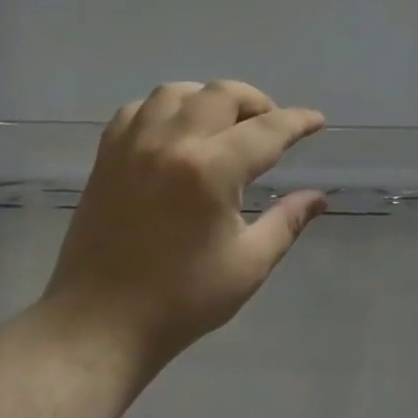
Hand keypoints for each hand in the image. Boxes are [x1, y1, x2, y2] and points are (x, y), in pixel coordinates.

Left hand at [39, 80, 326, 381]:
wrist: (99, 324)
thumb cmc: (181, 300)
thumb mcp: (248, 264)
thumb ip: (287, 222)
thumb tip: (318, 198)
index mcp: (210, 170)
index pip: (267, 129)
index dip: (298, 122)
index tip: (316, 121)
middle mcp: (171, 143)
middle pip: (222, 95)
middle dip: (257, 102)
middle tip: (273, 126)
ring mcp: (133, 146)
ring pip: (177, 92)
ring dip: (210, 98)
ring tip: (226, 123)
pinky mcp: (107, 157)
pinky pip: (139, 110)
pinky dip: (165, 109)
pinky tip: (177, 131)